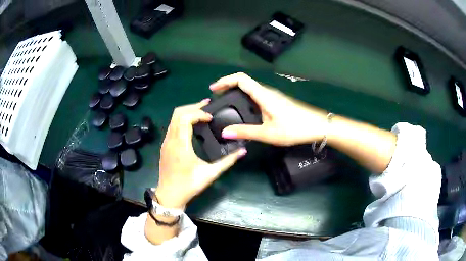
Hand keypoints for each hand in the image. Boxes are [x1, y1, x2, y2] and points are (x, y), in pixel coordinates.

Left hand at [156, 99, 246, 208]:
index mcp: (180, 145)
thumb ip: (227, 162)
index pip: (185, 118)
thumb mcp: (210, 174)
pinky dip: (182, 120)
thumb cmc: (188, 186)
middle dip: (192, 106)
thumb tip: (243, 151)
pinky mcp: (165, 146)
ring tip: (202, 112)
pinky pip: (172, 125)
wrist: (169, 195)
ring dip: (187, 112)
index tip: (211, 118)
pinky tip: (192, 124)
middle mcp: (170, 140)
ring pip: (173, 118)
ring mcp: (166, 142)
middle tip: (207, 105)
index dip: (199, 113)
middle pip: (177, 113)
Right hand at [210, 72, 328, 145]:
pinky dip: (245, 97)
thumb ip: (246, 131)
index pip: (241, 79)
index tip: (213, 88)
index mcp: (263, 95)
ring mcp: (273, 96)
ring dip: (236, 91)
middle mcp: (267, 91)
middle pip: (244, 81)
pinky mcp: (276, 101)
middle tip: (216, 97)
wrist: (317, 126)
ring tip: (225, 102)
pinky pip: (256, 95)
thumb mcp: (268, 133)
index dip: (225, 80)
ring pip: (251, 88)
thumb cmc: (294, 128)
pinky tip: (243, 110)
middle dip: (227, 86)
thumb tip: (224, 132)